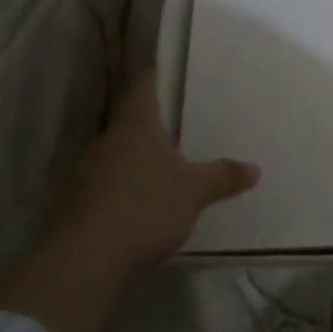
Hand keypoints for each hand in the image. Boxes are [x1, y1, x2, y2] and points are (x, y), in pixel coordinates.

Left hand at [66, 69, 260, 271]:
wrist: (84, 261)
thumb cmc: (145, 207)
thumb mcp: (195, 191)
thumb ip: (223, 176)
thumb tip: (254, 169)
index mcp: (135, 126)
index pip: (143, 87)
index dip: (155, 76)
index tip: (167, 70)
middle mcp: (107, 141)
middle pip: (130, 123)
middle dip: (152, 125)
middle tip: (180, 125)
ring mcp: (86, 173)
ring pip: (117, 155)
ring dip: (138, 160)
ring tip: (166, 167)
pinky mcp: (77, 205)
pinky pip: (107, 185)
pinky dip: (125, 188)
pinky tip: (144, 204)